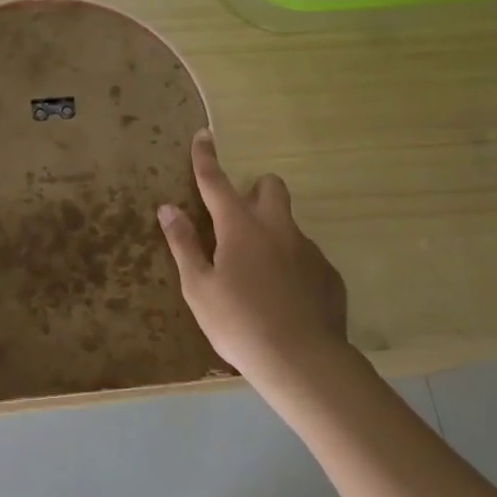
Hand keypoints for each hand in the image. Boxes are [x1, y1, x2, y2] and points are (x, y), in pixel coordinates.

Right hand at [157, 130, 348, 378]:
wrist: (302, 361)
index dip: (206, 158)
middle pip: (271, 187)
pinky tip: (283, 299)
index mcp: (240, 227)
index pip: (216, 181)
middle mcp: (278, 228)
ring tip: (258, 276)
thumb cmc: (239, 323)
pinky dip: (291, 266)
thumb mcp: (198, 287)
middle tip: (238, 220)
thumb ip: (183, 244)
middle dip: (255, 190)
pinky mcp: (328, 274)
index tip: (204, 134)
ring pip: (288, 224)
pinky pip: (305, 257)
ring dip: (272, 234)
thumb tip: (168, 208)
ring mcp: (308, 249)